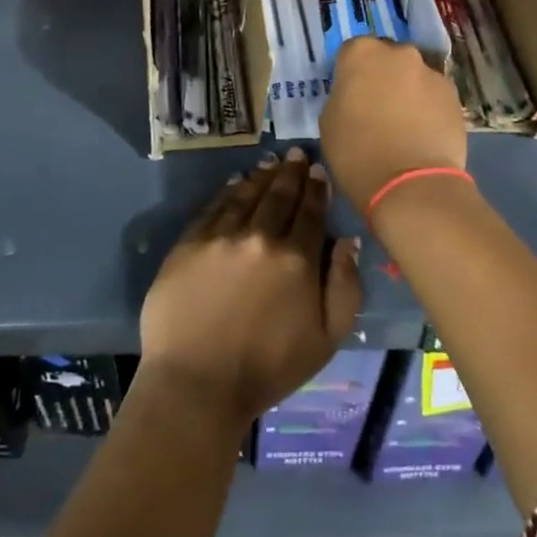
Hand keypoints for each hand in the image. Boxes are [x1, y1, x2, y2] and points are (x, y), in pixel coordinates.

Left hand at [139, 149, 361, 428]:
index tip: (318, 171)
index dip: (316, 188)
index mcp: (297, 259)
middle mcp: (260, 237)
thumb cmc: (268, 368)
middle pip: (279, 195)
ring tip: (270, 163)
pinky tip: (235, 182)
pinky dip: (228, 191)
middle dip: (291, 172)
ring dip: (261, 176)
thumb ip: (344, 286)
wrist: (197, 382)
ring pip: (246, 195)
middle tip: (296, 154)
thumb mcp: (327, 339)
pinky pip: (214, 207)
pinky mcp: (189, 242)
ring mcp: (221, 236)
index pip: (310, 212)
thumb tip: (347, 240)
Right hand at [320, 36, 467, 212]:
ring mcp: (432, 73)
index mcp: (362, 53)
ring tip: (403, 126)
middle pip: (387, 58)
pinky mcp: (455, 97)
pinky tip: (422, 135)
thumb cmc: (356, 151)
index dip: (349, 73)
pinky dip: (428, 109)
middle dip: (382, 76)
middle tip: (375, 108)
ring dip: (407, 92)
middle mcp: (400, 53)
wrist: (411, 185)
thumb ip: (342, 95)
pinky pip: (434, 97)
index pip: (351, 51)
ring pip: (414, 77)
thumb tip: (355, 95)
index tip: (349, 95)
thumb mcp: (329, 120)